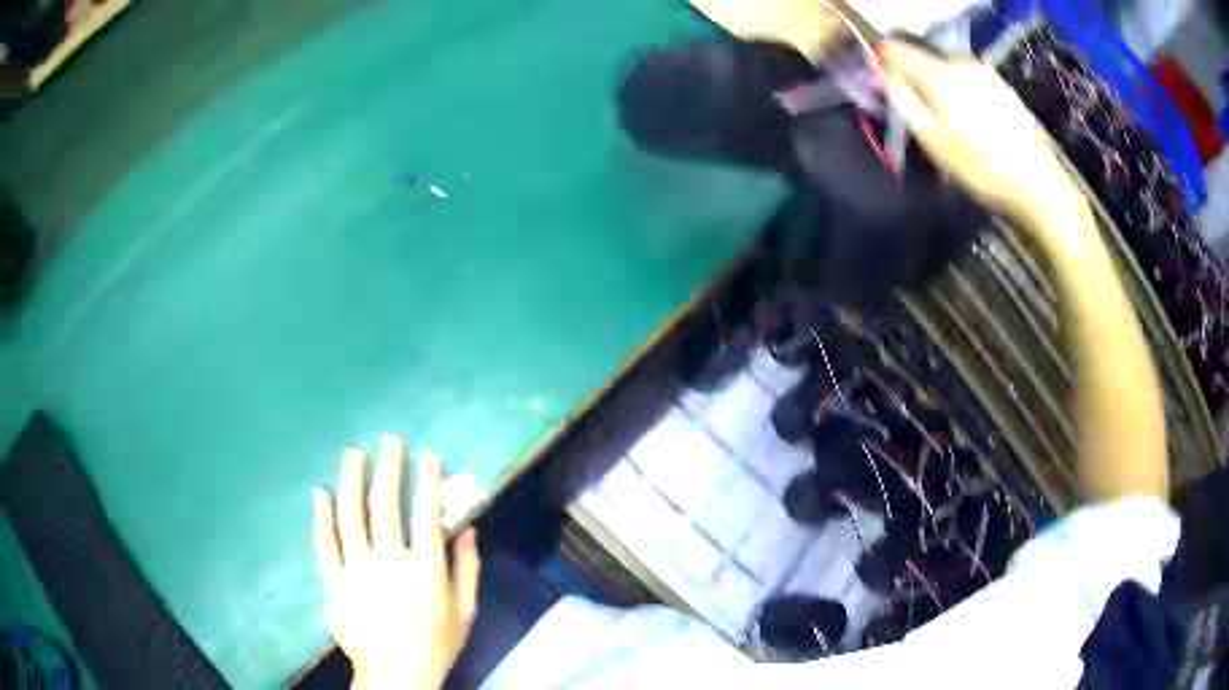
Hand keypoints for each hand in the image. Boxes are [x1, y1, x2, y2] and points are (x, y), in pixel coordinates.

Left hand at [313, 436, 480, 689]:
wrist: (395, 674)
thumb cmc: (435, 644)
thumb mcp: (464, 613)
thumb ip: (467, 571)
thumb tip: (468, 530)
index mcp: (425, 571)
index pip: (427, 515)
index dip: (429, 482)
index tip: (429, 456)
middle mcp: (389, 563)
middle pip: (386, 508)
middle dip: (390, 471)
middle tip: (390, 442)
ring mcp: (357, 571)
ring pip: (351, 517)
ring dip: (353, 482)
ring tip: (354, 454)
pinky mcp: (334, 582)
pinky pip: (325, 544)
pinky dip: (322, 516)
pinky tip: (322, 493)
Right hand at [880, 40, 1080, 224]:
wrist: (1039, 185)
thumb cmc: (982, 169)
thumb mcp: (933, 142)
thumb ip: (902, 102)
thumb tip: (879, 75)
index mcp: (937, 74)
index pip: (894, 50)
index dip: (882, 62)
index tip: (882, 84)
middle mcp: (959, 63)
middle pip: (922, 59)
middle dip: (914, 79)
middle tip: (921, 117)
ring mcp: (983, 72)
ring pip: (945, 70)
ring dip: (938, 88)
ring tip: (949, 125)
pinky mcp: (1000, 86)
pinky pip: (966, 80)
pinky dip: (960, 94)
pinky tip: (973, 125)